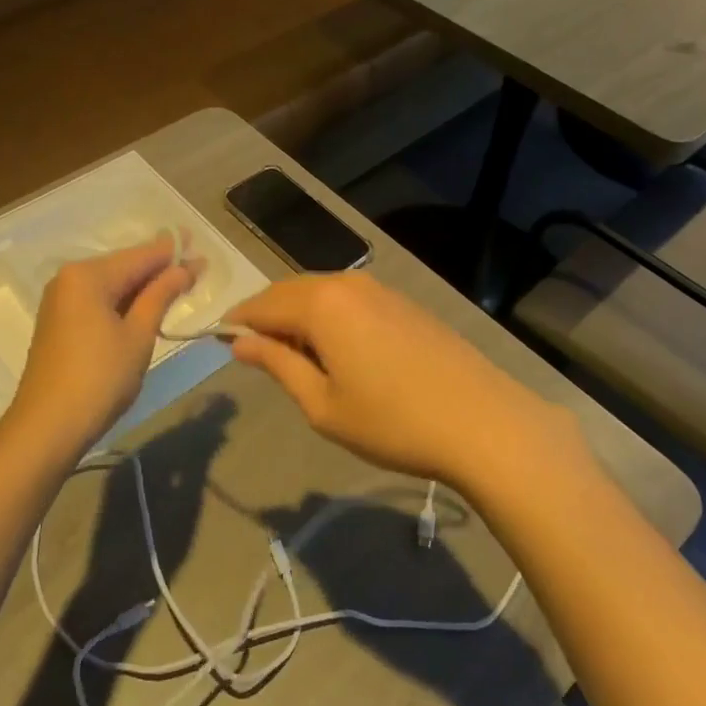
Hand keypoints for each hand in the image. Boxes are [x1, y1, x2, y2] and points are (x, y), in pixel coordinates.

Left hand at [5, 238, 199, 459]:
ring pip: (112, 285)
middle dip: (159, 269)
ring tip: (179, 285)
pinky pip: (99, 301)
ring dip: (143, 287)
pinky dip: (124, 302)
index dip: (173, 254)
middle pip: (124, 267)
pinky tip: (146, 307)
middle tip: (197, 269)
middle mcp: (69, 279)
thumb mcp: (138, 335)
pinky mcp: (59, 323)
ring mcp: (61, 301)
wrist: (47, 428)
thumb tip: (183, 268)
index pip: (140, 256)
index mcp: (88, 275)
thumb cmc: (99, 378)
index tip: (201, 251)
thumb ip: (160, 295)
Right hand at [225, 271, 575, 487]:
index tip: (222, 343)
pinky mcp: (402, 301)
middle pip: (288, 291)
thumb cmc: (392, 422)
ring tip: (299, 360)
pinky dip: (328, 316)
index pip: (261, 304)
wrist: (483, 422)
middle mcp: (346, 283)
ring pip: (319, 292)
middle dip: (267, 317)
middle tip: (258, 356)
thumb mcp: (322, 404)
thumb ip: (277, 365)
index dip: (237, 323)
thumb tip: (239, 342)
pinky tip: (338, 351)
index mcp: (319, 304)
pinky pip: (348, 298)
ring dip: (298, 316)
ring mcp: (378, 289)